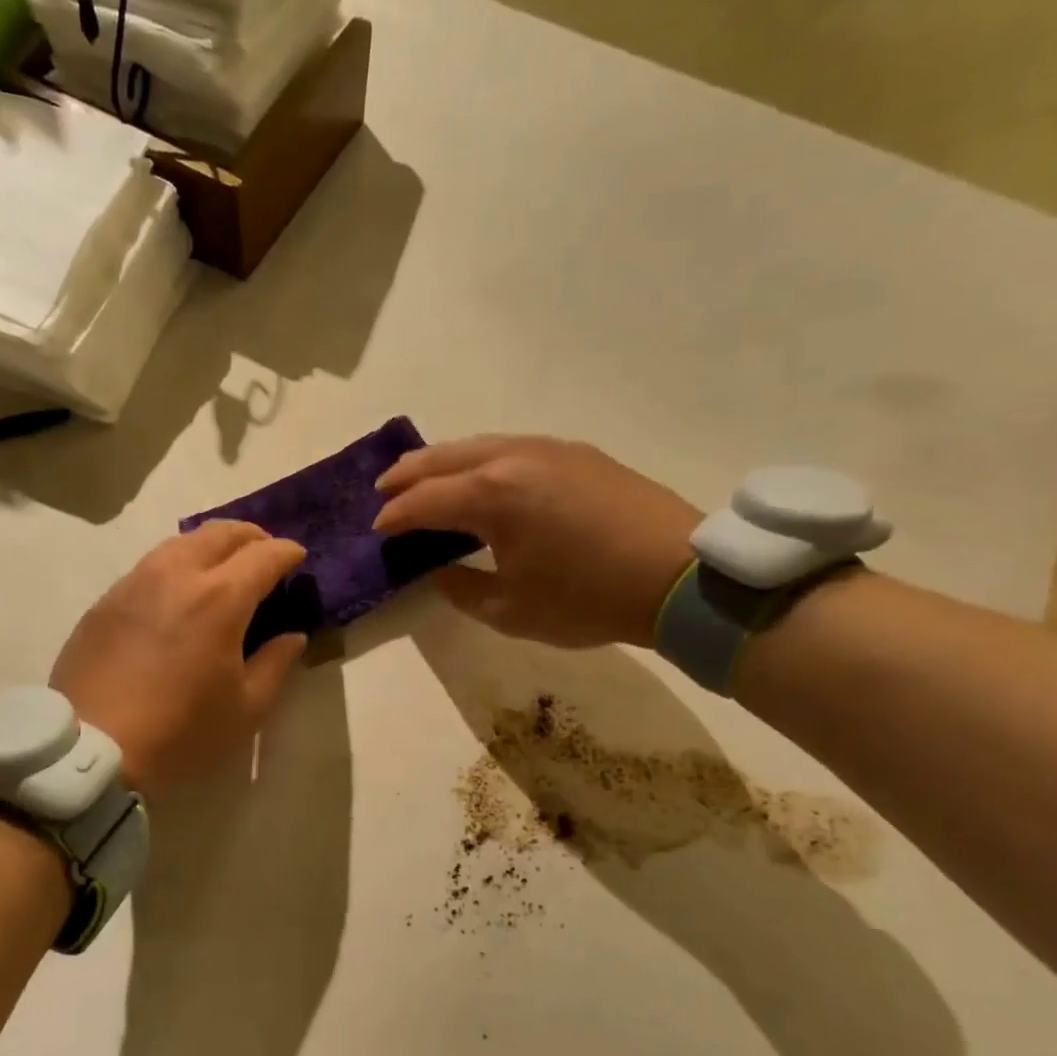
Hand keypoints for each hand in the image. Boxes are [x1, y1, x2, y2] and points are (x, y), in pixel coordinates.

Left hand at [51, 522, 308, 796]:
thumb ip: (276, 664)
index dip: (288, 552)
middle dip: (252, 536)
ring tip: (222, 570)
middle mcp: (177, 575)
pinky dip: (177, 567)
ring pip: (181, 542)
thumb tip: (292, 636)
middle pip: (221, 532)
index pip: (264, 554)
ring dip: (211, 546)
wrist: (90, 748)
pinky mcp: (106, 600)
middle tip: (265, 555)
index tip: (298, 559)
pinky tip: (178, 596)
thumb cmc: (180, 732)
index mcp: (220, 598)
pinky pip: (150, 566)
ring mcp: (135, 582)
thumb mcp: (246, 709)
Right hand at [373, 435, 699, 647]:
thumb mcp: (512, 611)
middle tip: (384, 490)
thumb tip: (442, 572)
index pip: (424, 500)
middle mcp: (514, 459)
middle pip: (444, 457)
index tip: (377, 530)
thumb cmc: (588, 599)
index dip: (395, 516)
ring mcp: (549, 449)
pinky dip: (482, 460)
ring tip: (425, 477)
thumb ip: (463, 590)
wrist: (679, 576)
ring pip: (479, 444)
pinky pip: (512, 447)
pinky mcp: (577, 454)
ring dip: (444, 461)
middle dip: (408, 474)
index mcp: (492, 496)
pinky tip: (483, 478)